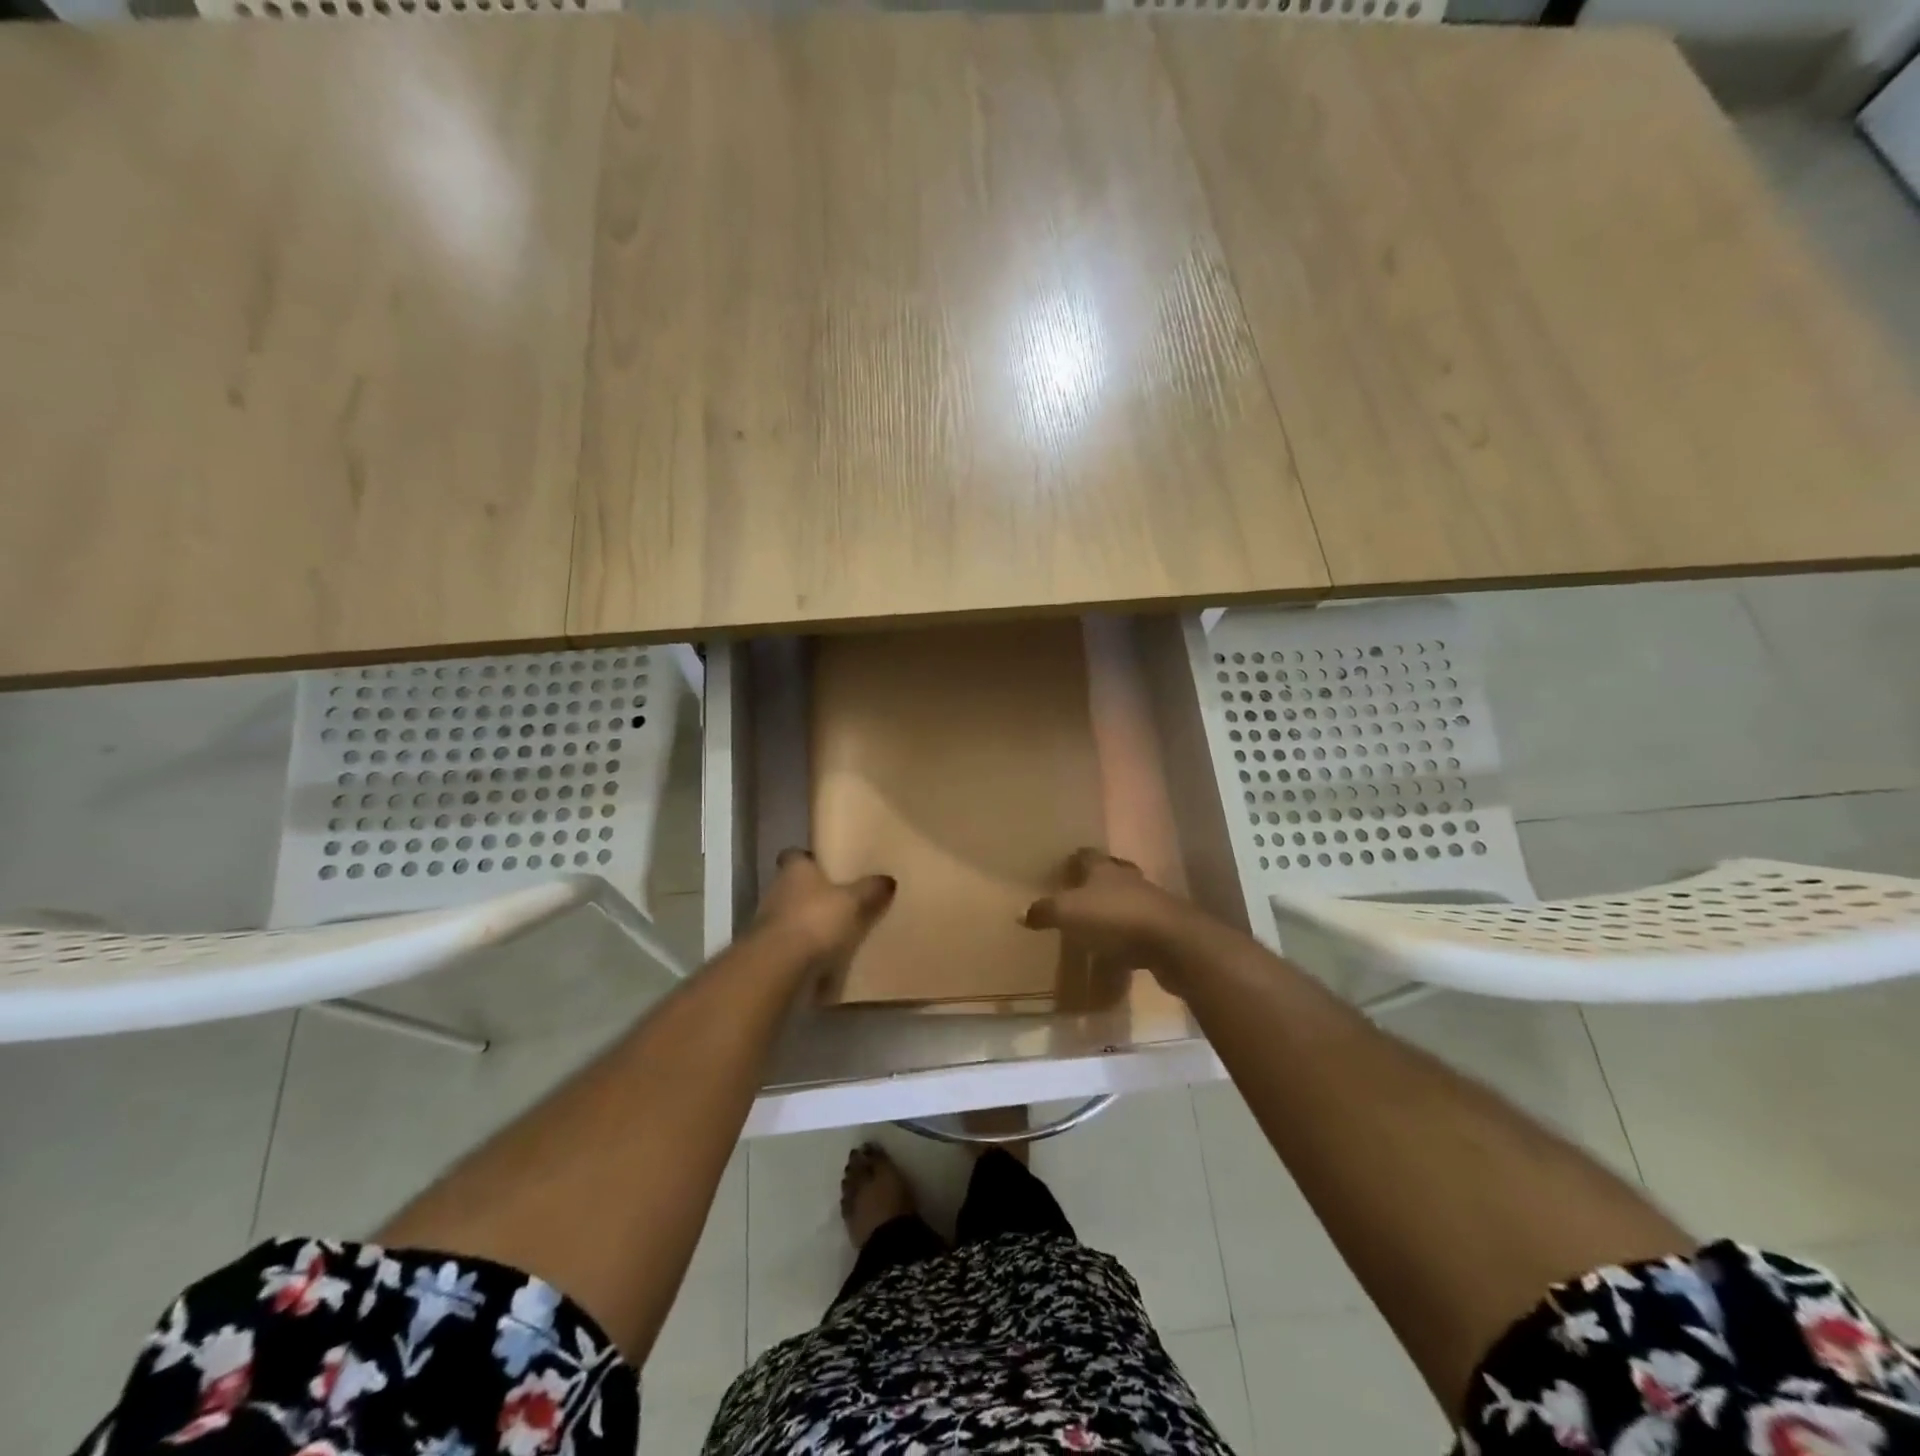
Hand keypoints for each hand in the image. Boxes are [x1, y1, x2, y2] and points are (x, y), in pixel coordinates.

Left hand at [752, 848, 896, 972]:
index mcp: (794, 869)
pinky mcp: (768, 950)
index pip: (794, 855)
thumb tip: (888, 879)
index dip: (808, 859)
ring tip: (835, 930)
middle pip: (794, 885)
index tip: (825, 865)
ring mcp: (768, 921)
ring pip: (791, 914)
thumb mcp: (853, 901)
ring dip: (807, 921)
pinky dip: (803, 947)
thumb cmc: (816, 920)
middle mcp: (777, 889)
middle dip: (812, 892)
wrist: (778, 965)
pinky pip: (790, 943)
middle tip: (840, 899)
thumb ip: (870, 889)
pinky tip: (823, 956)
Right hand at [1022, 848, 1200, 986]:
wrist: (1172, 943)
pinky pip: (1138, 928)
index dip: (1076, 858)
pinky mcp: (1162, 929)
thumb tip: (1020, 912)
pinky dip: (1127, 934)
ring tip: (1098, 920)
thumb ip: (1045, 912)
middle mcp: (1128, 880)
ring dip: (1115, 906)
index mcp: (1104, 870)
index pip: (1088, 856)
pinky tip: (1117, 948)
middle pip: (1112, 873)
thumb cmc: (1115, 918)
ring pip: (1128, 898)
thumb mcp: (1070, 914)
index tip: (1066, 863)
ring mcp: (1149, 903)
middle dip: (1098, 879)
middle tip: (1082, 890)